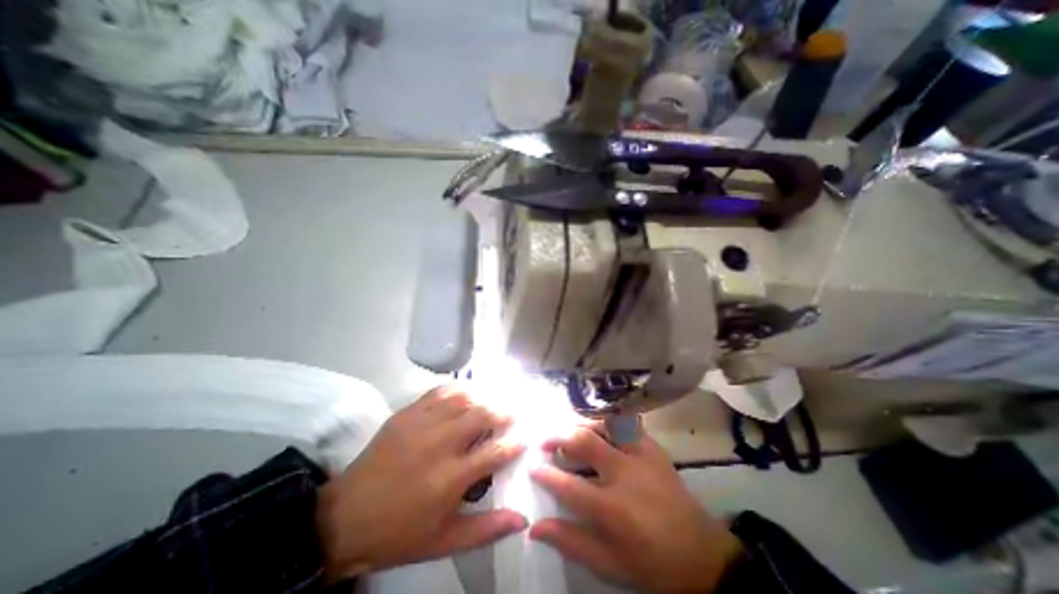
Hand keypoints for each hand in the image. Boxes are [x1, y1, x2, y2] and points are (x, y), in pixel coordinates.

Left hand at [317, 386, 527, 579]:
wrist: (345, 518)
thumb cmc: (399, 533)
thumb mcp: (445, 541)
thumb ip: (487, 529)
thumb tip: (523, 519)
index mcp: (451, 478)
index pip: (495, 452)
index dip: (514, 443)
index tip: (524, 438)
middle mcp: (440, 444)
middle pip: (482, 415)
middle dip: (502, 412)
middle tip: (511, 415)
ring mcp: (422, 424)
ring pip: (463, 399)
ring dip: (482, 398)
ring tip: (490, 403)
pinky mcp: (407, 414)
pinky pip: (440, 391)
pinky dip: (458, 389)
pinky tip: (465, 393)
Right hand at [531, 424, 741, 590]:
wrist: (702, 553)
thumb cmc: (652, 563)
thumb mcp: (609, 564)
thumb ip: (571, 542)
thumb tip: (535, 527)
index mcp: (613, 508)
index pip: (568, 485)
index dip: (545, 474)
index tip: (533, 467)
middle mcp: (625, 473)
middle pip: (584, 441)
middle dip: (558, 437)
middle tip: (545, 441)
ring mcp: (641, 455)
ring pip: (603, 424)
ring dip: (580, 425)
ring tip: (569, 432)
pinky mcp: (653, 447)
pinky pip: (624, 424)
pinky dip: (606, 423)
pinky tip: (599, 429)